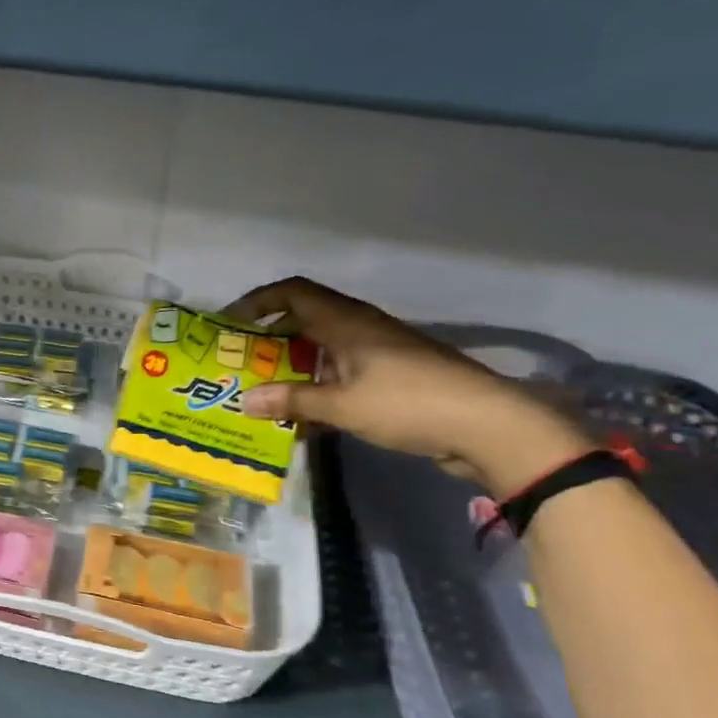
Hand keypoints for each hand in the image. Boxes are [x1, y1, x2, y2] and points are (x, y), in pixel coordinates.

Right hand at [224, 277, 591, 495]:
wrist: (488, 424)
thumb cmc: (409, 404)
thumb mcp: (343, 406)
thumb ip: (293, 401)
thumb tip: (245, 401)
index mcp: (347, 322)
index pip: (293, 292)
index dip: (258, 300)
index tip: (230, 322)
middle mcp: (361, 327)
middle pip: (306, 316)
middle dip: (270, 335)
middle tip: (242, 360)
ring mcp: (380, 350)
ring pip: (324, 343)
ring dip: (294, 359)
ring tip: (267, 386)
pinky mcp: (393, 373)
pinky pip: (343, 366)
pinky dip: (318, 378)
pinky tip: (307, 407)